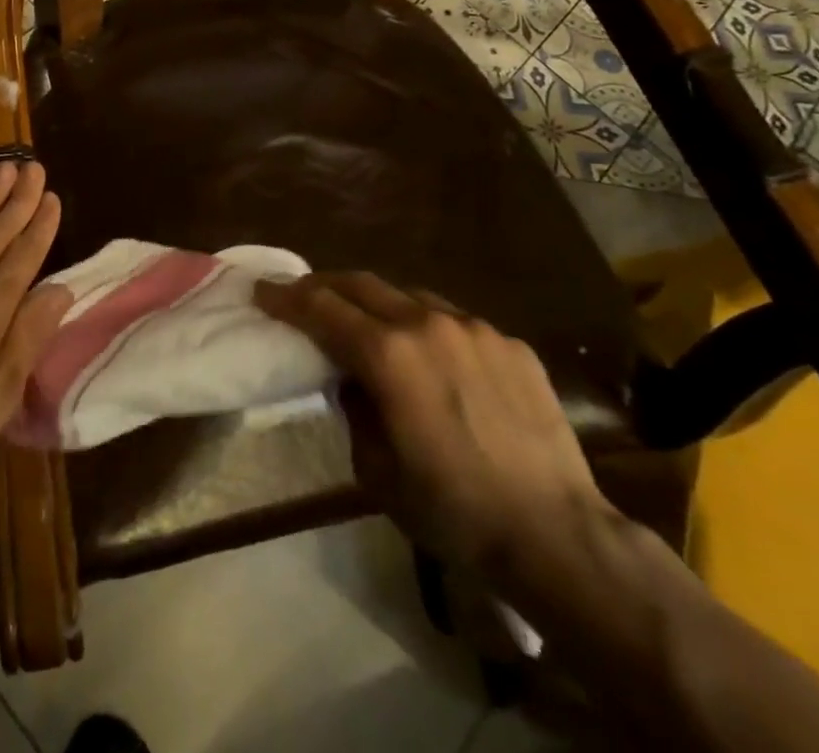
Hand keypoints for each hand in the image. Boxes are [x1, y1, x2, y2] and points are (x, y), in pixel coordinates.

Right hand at [253, 271, 605, 577]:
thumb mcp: (376, 470)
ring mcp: (474, 328)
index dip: (286, 297)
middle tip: (304, 296)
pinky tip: (435, 359)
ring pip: (410, 296)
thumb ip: (354, 409)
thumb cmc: (452, 510)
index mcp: (387, 354)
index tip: (262, 291)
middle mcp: (427, 323)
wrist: (556, 534)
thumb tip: (352, 381)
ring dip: (379, 303)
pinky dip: (429, 329)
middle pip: (361, 284)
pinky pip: (455, 322)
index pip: (321, 308)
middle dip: (325, 286)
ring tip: (369, 325)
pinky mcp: (511, 343)